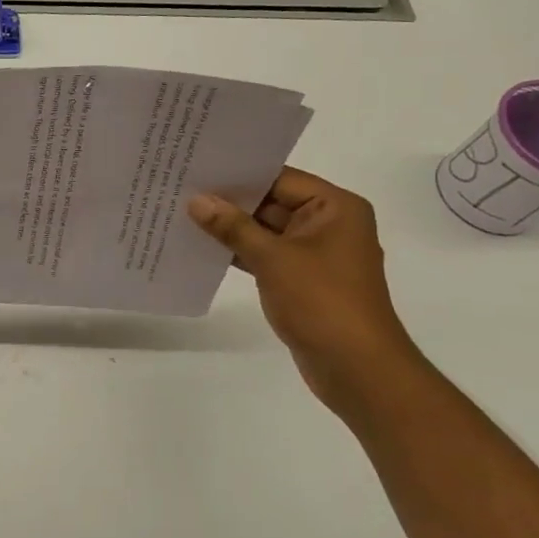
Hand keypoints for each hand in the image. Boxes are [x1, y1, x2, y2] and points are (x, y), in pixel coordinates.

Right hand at [189, 169, 420, 410]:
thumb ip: (233, 227)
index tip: (197, 168)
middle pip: (272, 202)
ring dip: (231, 229)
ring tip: (183, 215)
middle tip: (182, 190)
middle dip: (229, 202)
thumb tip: (197, 200)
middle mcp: (328, 224)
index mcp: (335, 207)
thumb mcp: (273, 258)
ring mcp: (315, 254)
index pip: (280, 179)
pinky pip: (266, 255)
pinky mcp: (302, 280)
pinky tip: (203, 248)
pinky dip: (239, 253)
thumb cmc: (322, 301)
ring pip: (265, 230)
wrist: (356, 369)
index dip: (239, 175)